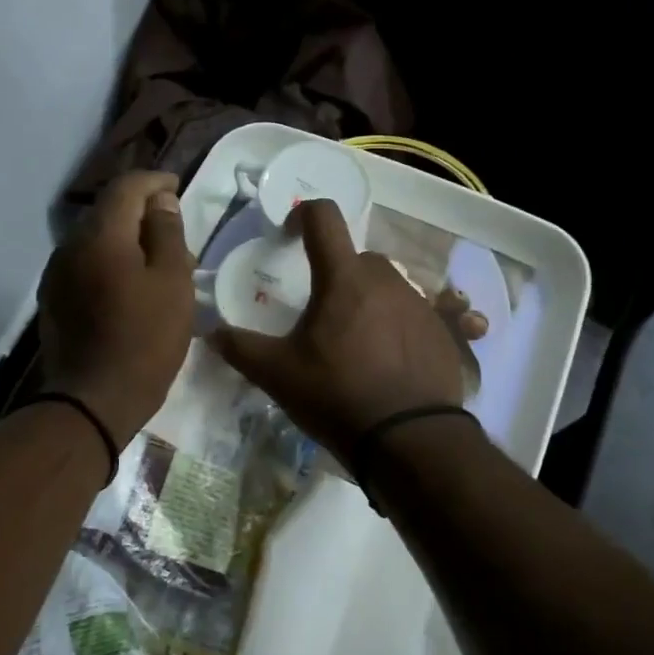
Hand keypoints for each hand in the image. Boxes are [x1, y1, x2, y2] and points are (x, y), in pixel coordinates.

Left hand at [38, 172, 195, 445]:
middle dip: (140, 211)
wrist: (93, 401)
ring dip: (125, 240)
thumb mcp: (172, 283)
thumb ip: (167, 233)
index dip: (154, 182)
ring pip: (95, 240)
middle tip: (173, 228)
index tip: (177, 187)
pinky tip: (129, 285)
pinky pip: (86, 266)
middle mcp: (70, 246)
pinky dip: (110, 263)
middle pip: (108, 212)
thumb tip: (160, 201)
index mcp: (101, 235)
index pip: (126, 187)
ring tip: (155, 259)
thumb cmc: (145, 340)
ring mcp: (56, 275)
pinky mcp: (54, 301)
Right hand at [213, 200, 467, 457]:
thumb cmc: (338, 397)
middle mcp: (387, 280)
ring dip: (367, 301)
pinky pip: (412, 315)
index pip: (324, 217)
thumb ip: (241, 348)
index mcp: (344, 279)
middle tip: (321, 311)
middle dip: (336, 273)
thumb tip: (211, 334)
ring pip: (386, 287)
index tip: (289, 235)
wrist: (411, 440)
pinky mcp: (442, 332)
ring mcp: (420, 305)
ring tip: (354, 343)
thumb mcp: (278, 376)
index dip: (302, 214)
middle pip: (356, 258)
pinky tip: (386, 363)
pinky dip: (395, 326)